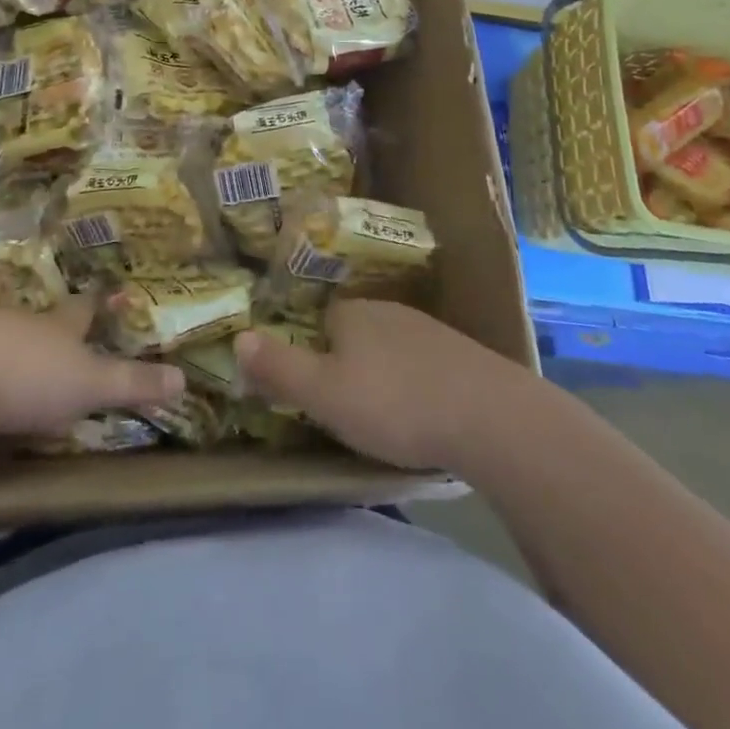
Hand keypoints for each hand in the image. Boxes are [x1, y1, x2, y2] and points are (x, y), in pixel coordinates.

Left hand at [0, 297, 183, 439]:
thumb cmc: (25, 375)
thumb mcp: (86, 385)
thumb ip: (131, 384)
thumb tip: (185, 378)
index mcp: (59, 327)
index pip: (84, 310)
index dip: (98, 303)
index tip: (108, 290)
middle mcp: (22, 322)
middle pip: (44, 319)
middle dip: (56, 324)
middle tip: (64, 330)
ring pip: (5, 335)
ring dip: (15, 346)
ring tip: (20, 361)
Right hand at [234, 300, 526, 470]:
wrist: (492, 418)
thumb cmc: (396, 403)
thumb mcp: (325, 394)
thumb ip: (278, 368)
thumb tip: (237, 337)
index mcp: (351, 313)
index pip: (317, 322)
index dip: (309, 353)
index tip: (310, 389)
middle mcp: (387, 310)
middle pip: (352, 334)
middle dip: (345, 365)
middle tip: (343, 409)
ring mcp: (428, 330)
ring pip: (389, 350)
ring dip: (382, 376)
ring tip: (383, 417)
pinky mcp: (460, 355)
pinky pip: (422, 365)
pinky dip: (414, 384)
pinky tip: (423, 414)